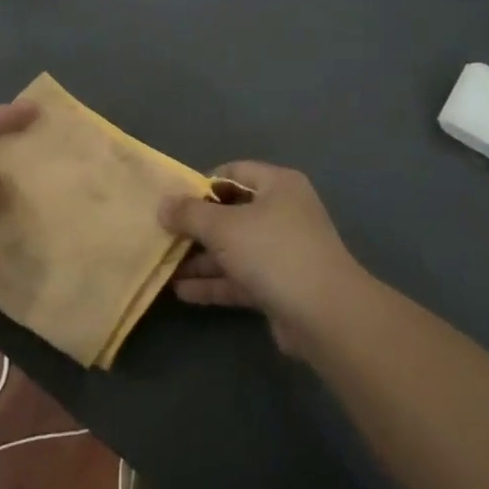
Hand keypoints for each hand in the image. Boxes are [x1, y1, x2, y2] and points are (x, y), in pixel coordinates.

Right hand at [160, 161, 366, 355]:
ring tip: (164, 265)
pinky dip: (215, 282)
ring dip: (202, 258)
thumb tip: (163, 205)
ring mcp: (283, 251)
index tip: (172, 201)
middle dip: (197, 226)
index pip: (233, 172)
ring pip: (234, 248)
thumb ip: (190, 214)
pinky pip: (240, 277)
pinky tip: (182, 292)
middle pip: (232, 212)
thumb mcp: (224, 226)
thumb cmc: (274, 252)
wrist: (325, 315)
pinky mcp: (280, 286)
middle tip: (163, 234)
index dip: (201, 184)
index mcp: (278, 185)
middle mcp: (283, 212)